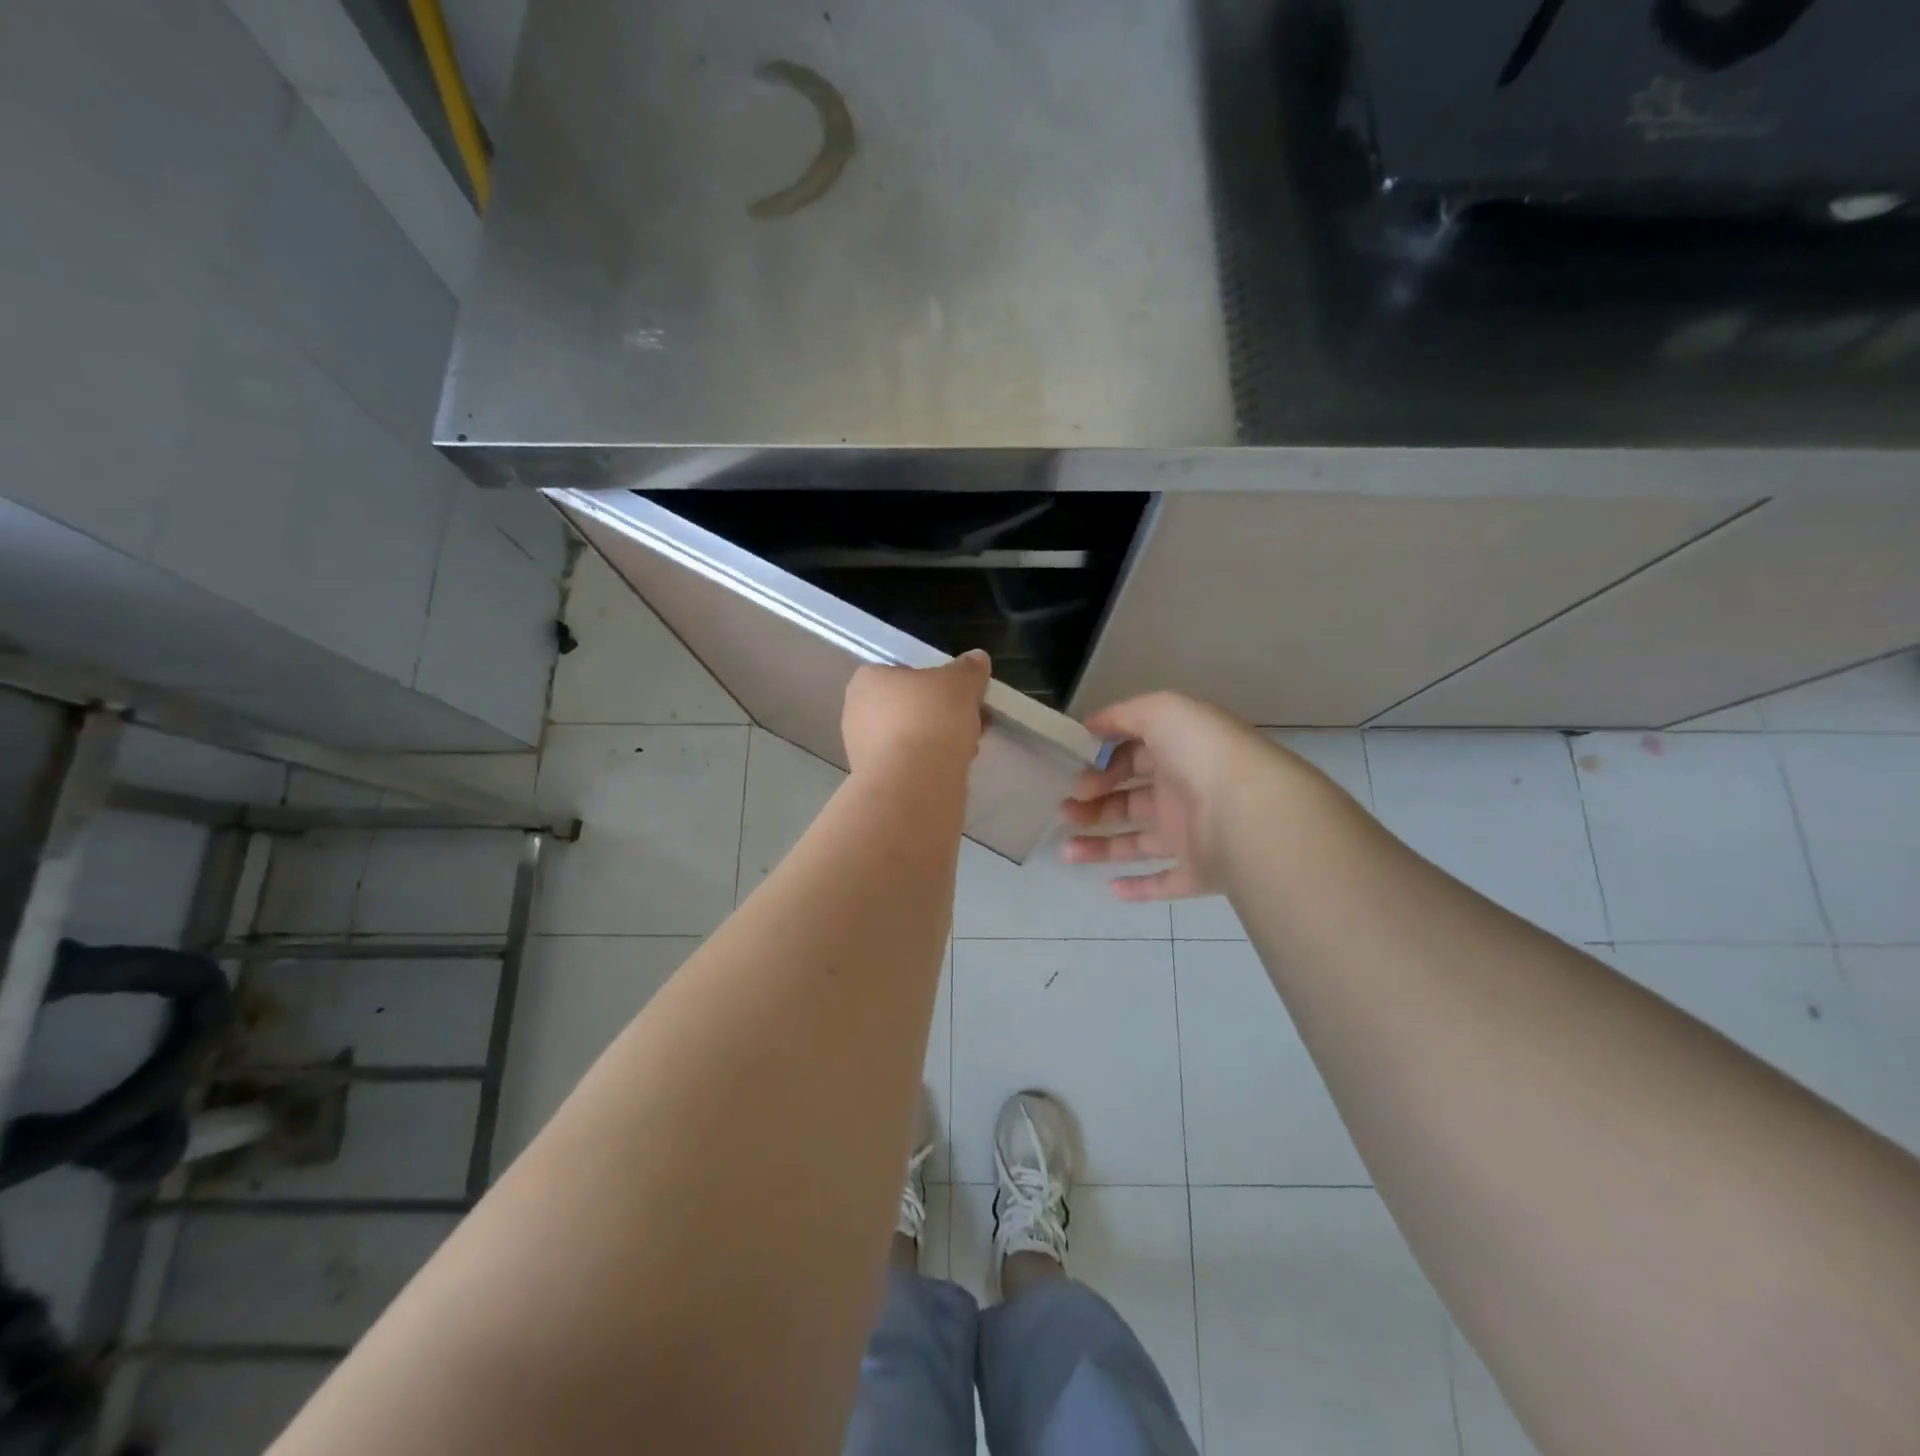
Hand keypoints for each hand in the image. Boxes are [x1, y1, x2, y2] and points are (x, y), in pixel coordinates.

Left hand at [842, 650, 991, 777]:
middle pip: (911, 706)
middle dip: (944, 714)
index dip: (938, 682)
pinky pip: (909, 764)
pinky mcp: (876, 780)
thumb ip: (969, 669)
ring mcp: (862, 750)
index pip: (905, 673)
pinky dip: (931, 764)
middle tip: (974, 720)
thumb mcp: (960, 683)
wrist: (913, 782)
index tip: (964, 695)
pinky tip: (954, 769)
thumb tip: (977, 659)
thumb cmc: (930, 718)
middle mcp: (857, 712)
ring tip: (970, 747)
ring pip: (912, 737)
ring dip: (941, 740)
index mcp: (868, 680)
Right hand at [1061, 692, 1279, 900]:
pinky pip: (1167, 883)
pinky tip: (1109, 887)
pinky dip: (1139, 888)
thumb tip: (1091, 726)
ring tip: (1066, 851)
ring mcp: (1194, 835)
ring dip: (1101, 846)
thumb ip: (1124, 714)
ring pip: (1138, 842)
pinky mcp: (1200, 873)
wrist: (1249, 811)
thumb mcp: (1160, 710)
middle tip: (1065, 810)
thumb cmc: (1201, 754)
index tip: (1075, 773)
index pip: (1134, 757)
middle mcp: (1185, 792)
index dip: (1102, 764)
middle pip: (1130, 800)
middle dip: (1094, 804)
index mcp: (1179, 753)